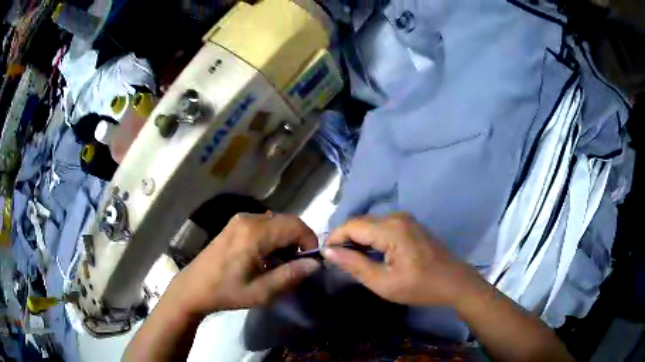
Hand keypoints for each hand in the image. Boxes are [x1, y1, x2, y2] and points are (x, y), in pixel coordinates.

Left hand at [167, 213, 320, 315]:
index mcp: (255, 233)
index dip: (309, 242)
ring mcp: (239, 219)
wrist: (193, 288)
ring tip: (281, 264)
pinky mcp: (234, 224)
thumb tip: (315, 264)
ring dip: (286, 239)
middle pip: (287, 221)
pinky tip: (266, 257)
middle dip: (298, 241)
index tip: (310, 263)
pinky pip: (264, 224)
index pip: (295, 226)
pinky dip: (273, 238)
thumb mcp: (261, 291)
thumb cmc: (226, 292)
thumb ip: (290, 275)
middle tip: (296, 265)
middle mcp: (248, 219)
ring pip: (276, 222)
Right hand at [324, 213, 486, 306]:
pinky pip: (382, 227)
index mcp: (391, 229)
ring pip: (370, 224)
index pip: (351, 225)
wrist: (454, 282)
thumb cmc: (420, 287)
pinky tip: (370, 254)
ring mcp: (405, 219)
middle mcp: (397, 216)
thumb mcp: (383, 282)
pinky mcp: (410, 225)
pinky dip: (371, 238)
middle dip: (345, 239)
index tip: (325, 256)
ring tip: (350, 260)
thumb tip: (329, 251)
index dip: (334, 238)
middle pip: (360, 222)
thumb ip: (354, 264)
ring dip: (357, 239)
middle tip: (336, 261)